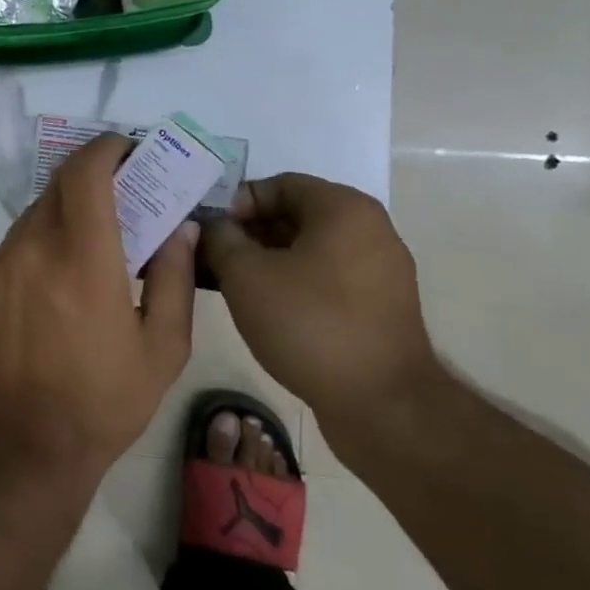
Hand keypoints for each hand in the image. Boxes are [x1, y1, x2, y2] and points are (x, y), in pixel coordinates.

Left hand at [0, 133, 196, 476]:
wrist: (25, 443)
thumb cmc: (105, 400)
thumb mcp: (162, 348)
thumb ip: (173, 278)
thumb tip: (180, 229)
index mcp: (84, 260)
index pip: (86, 174)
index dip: (106, 149)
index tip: (128, 150)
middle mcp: (35, 248)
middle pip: (61, 183)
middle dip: (94, 174)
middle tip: (124, 190)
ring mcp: (3, 262)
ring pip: (38, 208)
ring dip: (69, 205)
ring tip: (98, 232)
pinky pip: (21, 237)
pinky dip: (47, 233)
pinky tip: (65, 266)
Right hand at [200, 173, 438, 436]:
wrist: (382, 404)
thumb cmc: (309, 324)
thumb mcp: (246, 275)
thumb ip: (220, 239)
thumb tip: (212, 226)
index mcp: (344, 209)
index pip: (277, 184)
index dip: (235, 203)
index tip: (207, 231)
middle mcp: (369, 230)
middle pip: (293, 215)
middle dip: (245, 233)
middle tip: (208, 256)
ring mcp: (378, 270)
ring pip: (306, 250)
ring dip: (262, 260)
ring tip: (223, 282)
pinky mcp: (377, 306)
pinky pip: (323, 278)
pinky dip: (288, 282)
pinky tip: (257, 306)